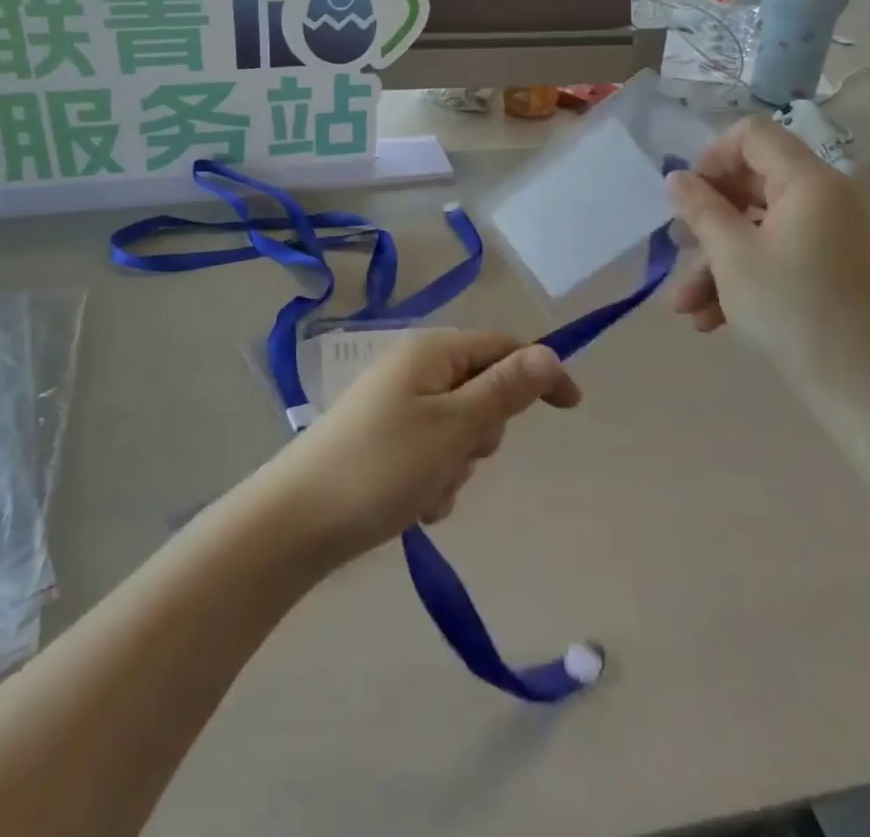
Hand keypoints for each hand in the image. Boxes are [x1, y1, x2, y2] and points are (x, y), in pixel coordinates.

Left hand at [256, 330, 580, 569]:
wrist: (297, 522)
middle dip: (484, 431)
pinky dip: (435, 480)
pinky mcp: (384, 441)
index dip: (540, 372)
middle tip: (459, 457)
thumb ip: (505, 390)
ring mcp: (396, 405)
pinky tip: (413, 506)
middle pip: (482, 390)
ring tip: (428, 489)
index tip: (572, 409)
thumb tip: (549, 353)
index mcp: (431, 352)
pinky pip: (433, 454)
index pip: (503, 347)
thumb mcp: (454, 427)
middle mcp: (414, 369)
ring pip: (460, 429)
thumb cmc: (383, 467)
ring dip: (458, 463)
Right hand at [665, 116, 869, 400]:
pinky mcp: (841, 265)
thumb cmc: (792, 311)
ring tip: (685, 304)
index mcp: (812, 181)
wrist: (865, 390)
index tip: (688, 196)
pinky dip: (749, 274)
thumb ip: (700, 208)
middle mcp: (832, 196)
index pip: (753, 135)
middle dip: (708, 217)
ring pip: (763, 226)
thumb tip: (677, 178)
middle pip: (755, 182)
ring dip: (719, 259)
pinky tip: (712, 318)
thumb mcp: (731, 256)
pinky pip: (785, 251)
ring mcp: (840, 232)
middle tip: (676, 247)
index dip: (712, 157)